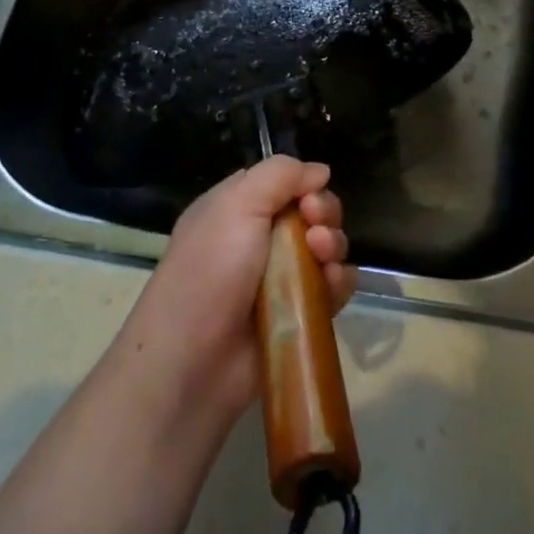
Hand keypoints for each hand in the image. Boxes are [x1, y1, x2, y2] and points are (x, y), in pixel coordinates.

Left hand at [117, 157, 354, 426]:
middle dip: (323, 214)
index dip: (302, 184)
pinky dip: (339, 282)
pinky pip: (332, 288)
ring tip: (321, 257)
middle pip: (310, 213)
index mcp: (235, 209)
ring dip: (332, 246)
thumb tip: (320, 171)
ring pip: (325, 248)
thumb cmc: (210, 271)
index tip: (308, 197)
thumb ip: (280, 175)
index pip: (282, 182)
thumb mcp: (236, 204)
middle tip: (315, 229)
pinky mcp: (298, 315)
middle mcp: (257, 240)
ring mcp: (279, 279)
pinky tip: (332, 285)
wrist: (194, 362)